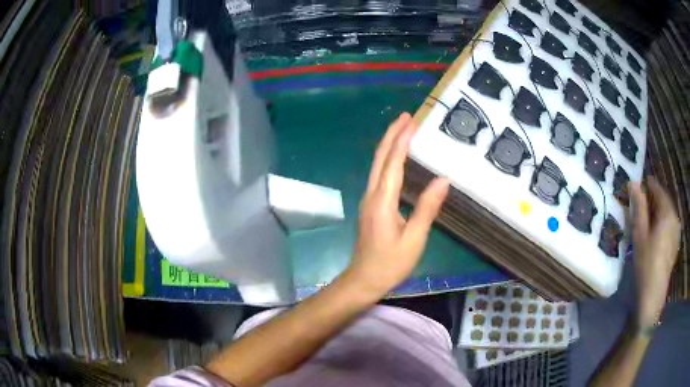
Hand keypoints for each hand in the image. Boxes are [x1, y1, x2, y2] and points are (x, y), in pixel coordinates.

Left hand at [344, 113, 448, 297]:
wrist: (363, 280)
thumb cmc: (390, 264)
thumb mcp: (414, 239)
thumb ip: (427, 208)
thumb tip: (443, 179)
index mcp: (382, 201)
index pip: (392, 163)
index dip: (401, 140)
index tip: (411, 121)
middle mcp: (372, 195)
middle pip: (380, 158)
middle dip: (392, 135)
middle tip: (406, 117)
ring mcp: (368, 200)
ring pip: (377, 165)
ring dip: (389, 145)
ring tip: (403, 130)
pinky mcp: (371, 206)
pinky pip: (379, 175)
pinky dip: (388, 160)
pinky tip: (398, 158)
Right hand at [629, 177, 680, 326]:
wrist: (653, 294)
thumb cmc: (646, 263)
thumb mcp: (639, 235)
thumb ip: (639, 207)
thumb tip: (633, 183)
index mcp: (667, 212)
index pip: (658, 189)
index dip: (649, 185)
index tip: (639, 184)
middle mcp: (674, 217)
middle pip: (664, 200)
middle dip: (654, 198)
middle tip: (641, 202)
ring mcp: (676, 231)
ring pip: (668, 212)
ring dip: (658, 210)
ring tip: (648, 217)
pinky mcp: (675, 242)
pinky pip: (670, 223)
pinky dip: (663, 221)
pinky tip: (656, 232)